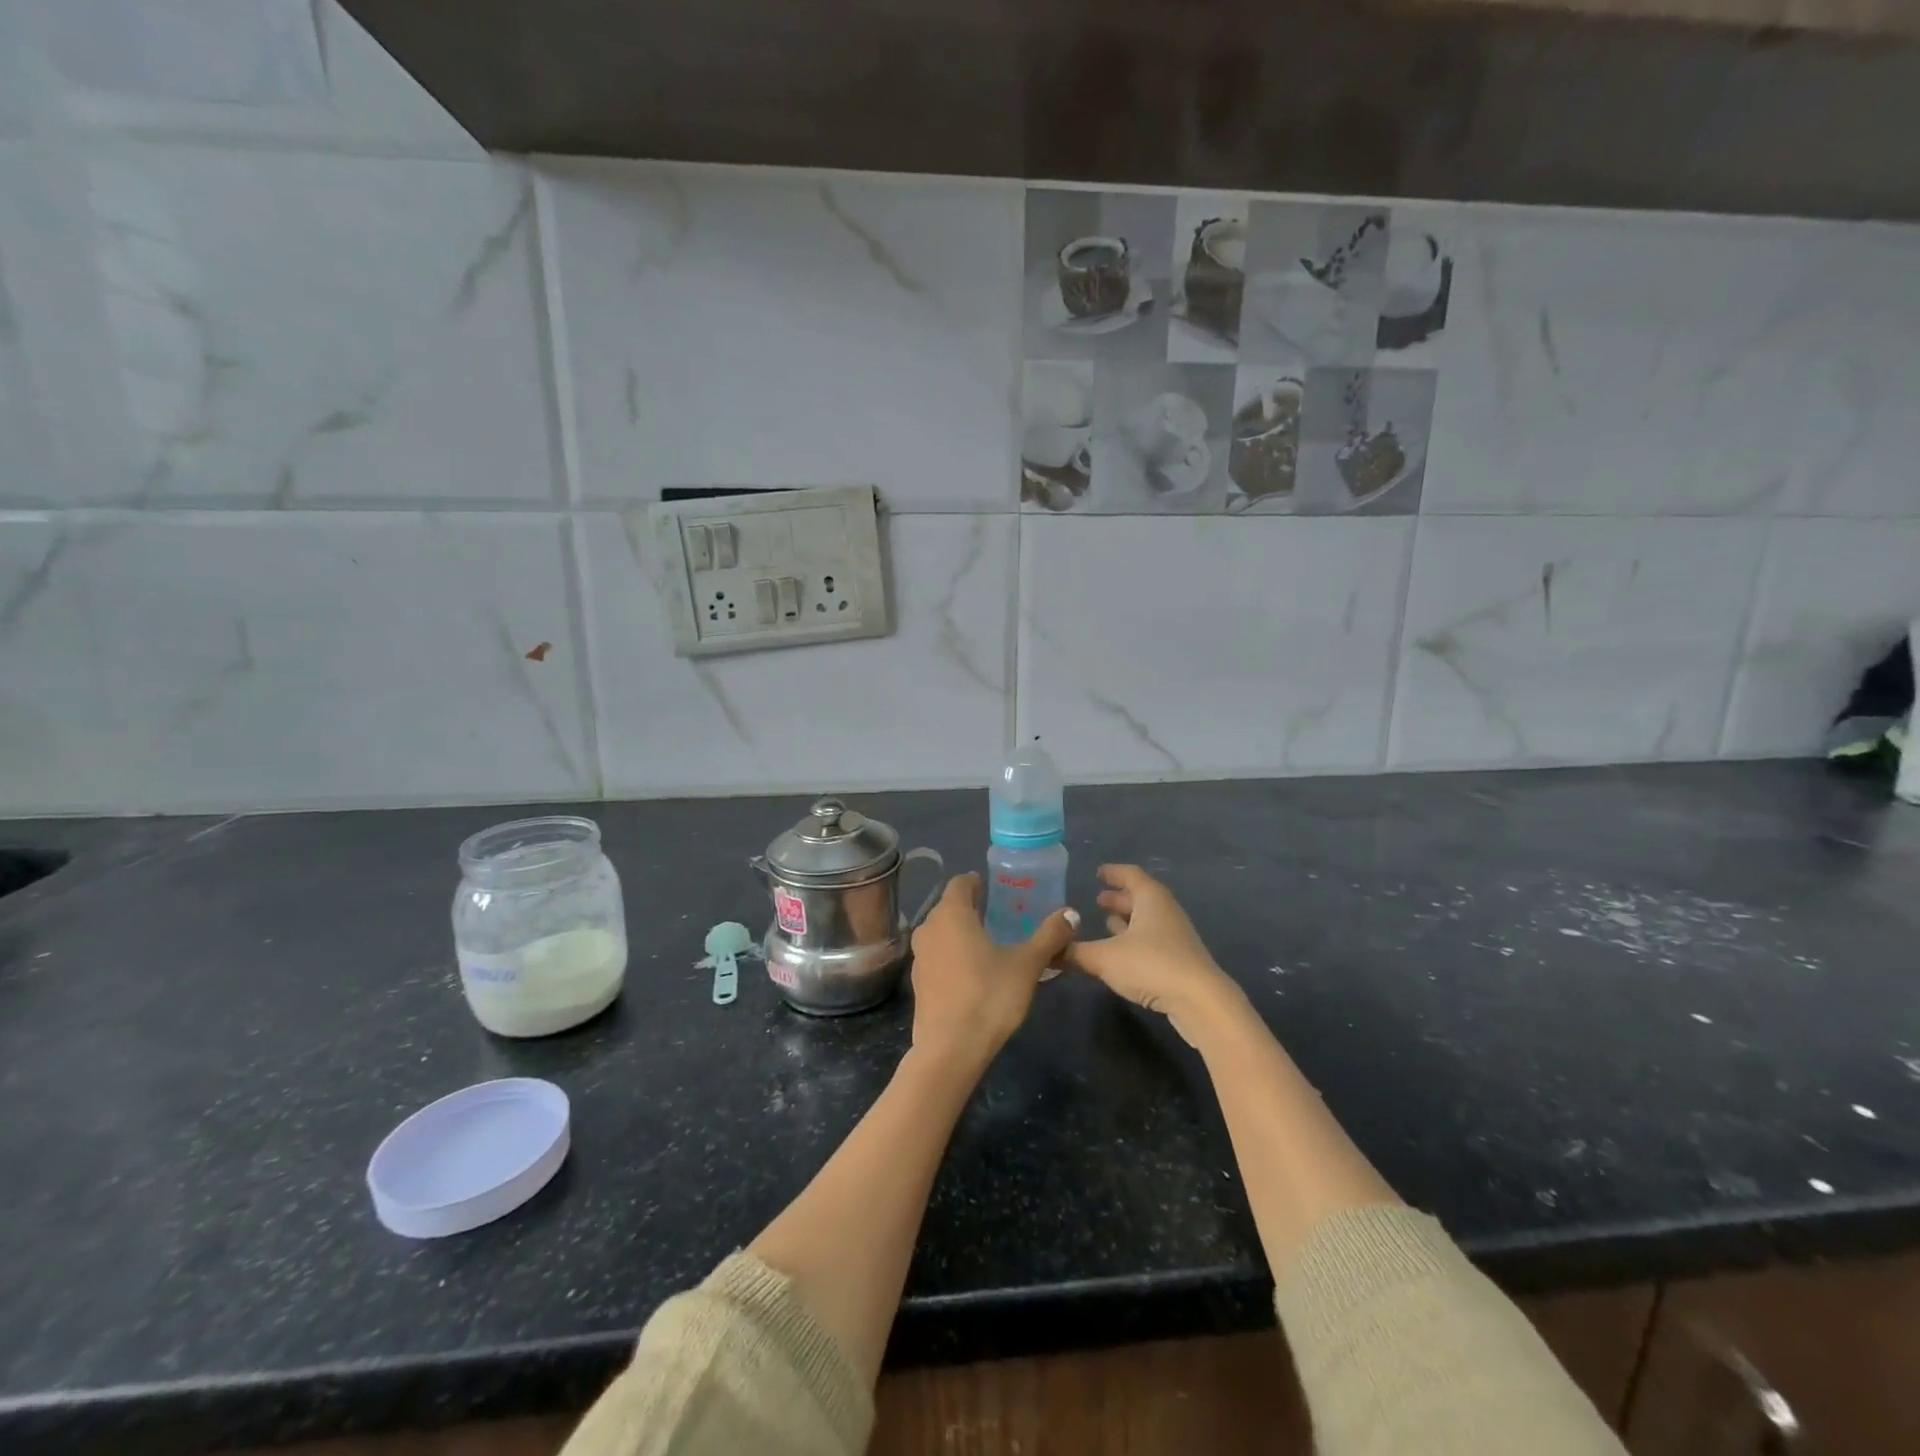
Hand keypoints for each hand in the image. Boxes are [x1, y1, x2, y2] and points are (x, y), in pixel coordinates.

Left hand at [908, 874, 1078, 1070]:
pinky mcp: (917, 983)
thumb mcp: (1027, 965)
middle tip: (1000, 916)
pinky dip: (952, 956)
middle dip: (972, 908)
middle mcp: (928, 928)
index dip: (976, 882)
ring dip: (961, 933)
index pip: (960, 883)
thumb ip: (1049, 936)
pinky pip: (937, 957)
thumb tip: (1071, 913)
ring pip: (941, 933)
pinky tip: (973, 974)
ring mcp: (919, 957)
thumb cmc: (989, 996)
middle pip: (949, 907)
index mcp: (951, 914)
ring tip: (989, 945)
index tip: (995, 889)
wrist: (950, 1049)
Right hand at [1061, 864, 1244, 1041]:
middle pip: (1140, 897)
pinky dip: (1134, 940)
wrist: (1200, 1001)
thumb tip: (1047, 951)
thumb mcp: (1104, 957)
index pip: (1130, 875)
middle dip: (1119, 898)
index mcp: (1150, 898)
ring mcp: (1175, 936)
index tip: (1098, 873)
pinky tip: (1121, 953)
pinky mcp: (1179, 960)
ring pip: (1147, 920)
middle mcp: (1165, 911)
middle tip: (1097, 900)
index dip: (1113, 872)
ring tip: (1106, 923)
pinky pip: (1152, 940)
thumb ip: (1074, 953)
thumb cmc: (1151, 964)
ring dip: (1127, 920)